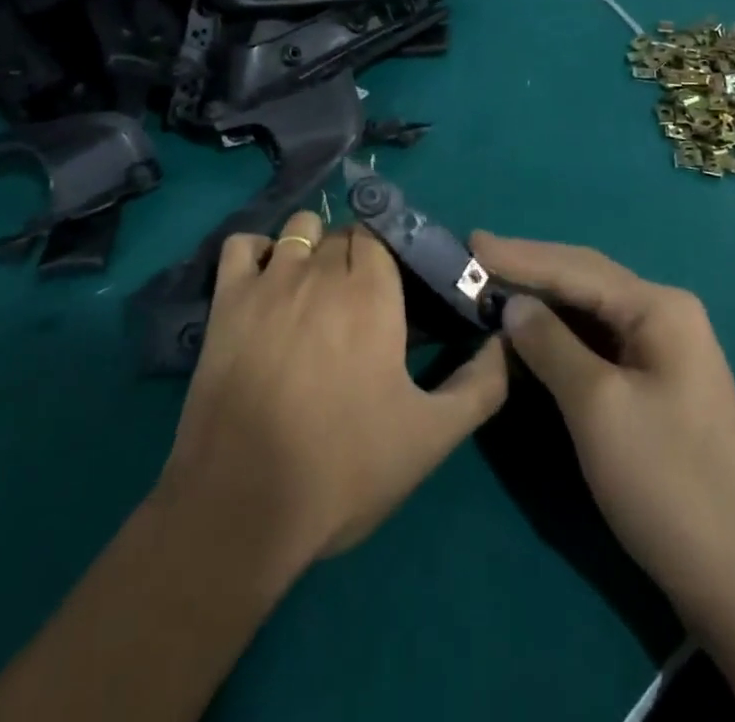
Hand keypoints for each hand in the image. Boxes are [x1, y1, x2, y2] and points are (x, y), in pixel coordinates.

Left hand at [154, 210, 508, 576]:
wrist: (242, 506)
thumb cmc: (343, 468)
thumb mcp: (430, 437)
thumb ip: (482, 385)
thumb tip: (508, 341)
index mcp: (372, 293)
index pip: (383, 236)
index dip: (390, 255)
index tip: (393, 285)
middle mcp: (323, 270)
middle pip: (344, 233)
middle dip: (355, 254)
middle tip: (358, 300)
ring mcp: (270, 280)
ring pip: (299, 228)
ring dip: (312, 246)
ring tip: (313, 288)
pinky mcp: (226, 300)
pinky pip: (243, 246)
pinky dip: (258, 253)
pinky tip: (266, 283)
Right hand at [470, 233, 734, 633]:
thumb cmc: (667, 481)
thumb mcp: (597, 406)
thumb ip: (550, 344)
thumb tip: (513, 305)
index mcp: (658, 308)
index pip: (575, 267)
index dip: (519, 256)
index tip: (469, 242)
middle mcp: (664, 315)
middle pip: (584, 279)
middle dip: (529, 269)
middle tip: (474, 258)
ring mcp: (663, 350)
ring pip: (589, 311)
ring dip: (542, 301)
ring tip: (492, 286)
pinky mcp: (655, 384)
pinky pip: (597, 342)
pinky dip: (559, 335)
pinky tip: (530, 333)